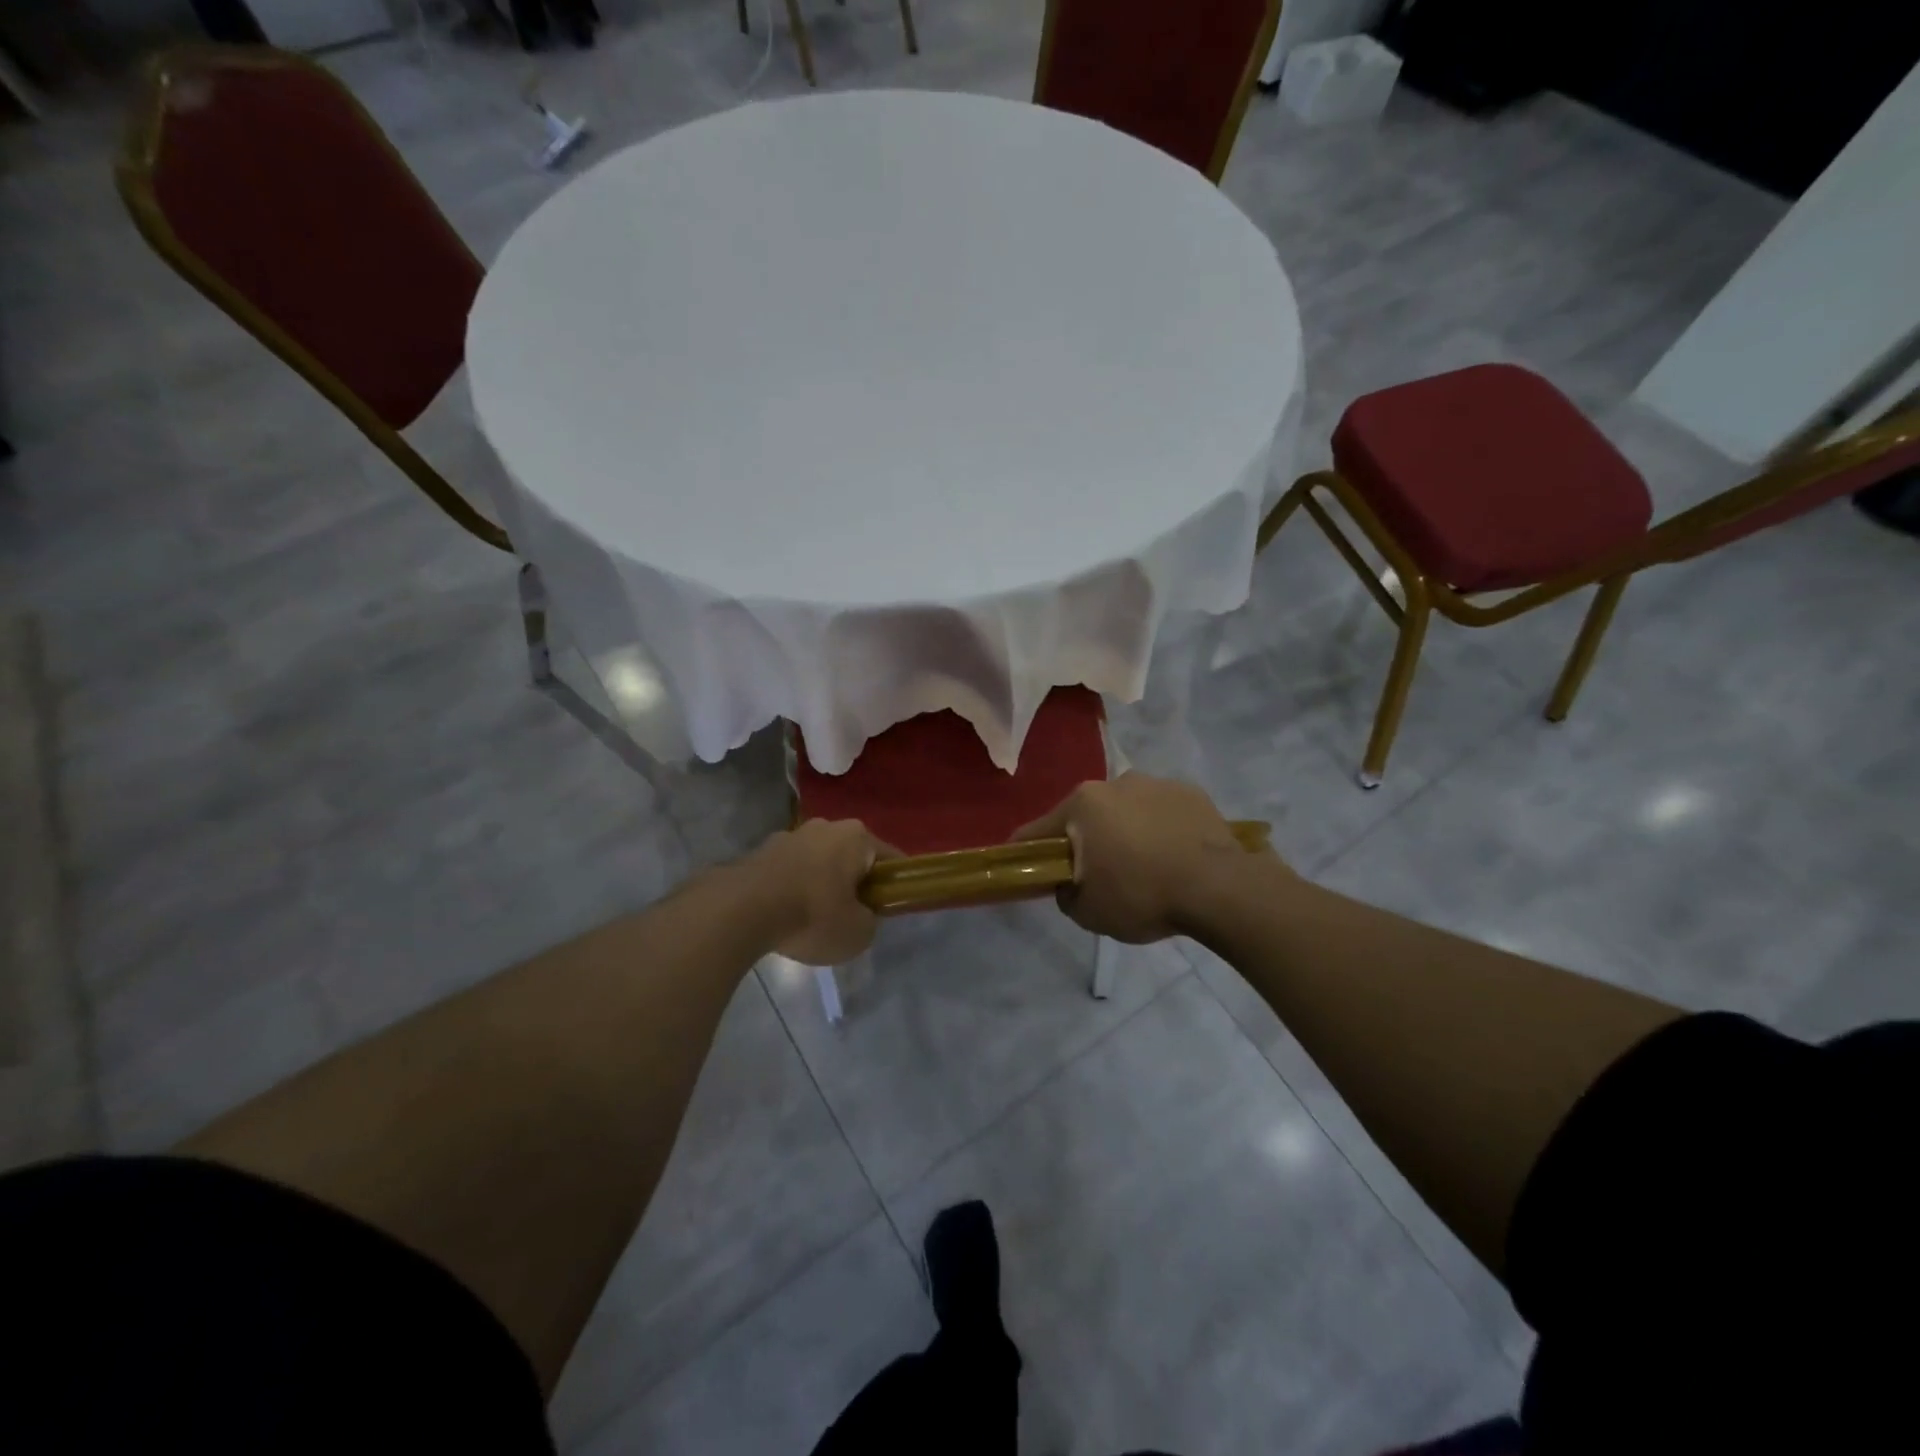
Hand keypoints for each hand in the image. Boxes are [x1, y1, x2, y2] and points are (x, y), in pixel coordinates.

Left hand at [742, 819, 892, 965]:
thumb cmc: (813, 915)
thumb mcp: (859, 932)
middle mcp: (825, 826)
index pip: (890, 859)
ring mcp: (789, 836)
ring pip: (817, 862)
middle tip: (851, 917)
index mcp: (857, 837)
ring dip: (819, 885)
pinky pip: (788, 872)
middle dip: (853, 882)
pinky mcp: (759, 851)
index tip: (889, 908)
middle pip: (850, 857)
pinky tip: (783, 917)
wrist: (741, 911)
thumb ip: (869, 920)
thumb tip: (860, 914)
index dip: (893, 885)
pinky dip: (791, 890)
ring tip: (810, 922)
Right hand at [1014, 773, 1263, 942]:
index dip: (1028, 853)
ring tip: (1146, 867)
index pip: (1038, 830)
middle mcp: (1116, 783)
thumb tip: (1070, 884)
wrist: (1221, 888)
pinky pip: (1162, 813)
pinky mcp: (1192, 792)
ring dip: (1125, 832)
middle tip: (1099, 876)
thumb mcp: (1088, 912)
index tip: (1030, 871)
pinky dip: (1160, 829)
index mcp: (1082, 804)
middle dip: (1086, 841)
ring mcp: (1156, 783)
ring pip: (1126, 810)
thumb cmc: (1143, 895)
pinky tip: (1175, 857)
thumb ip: (1065, 895)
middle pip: (1086, 816)